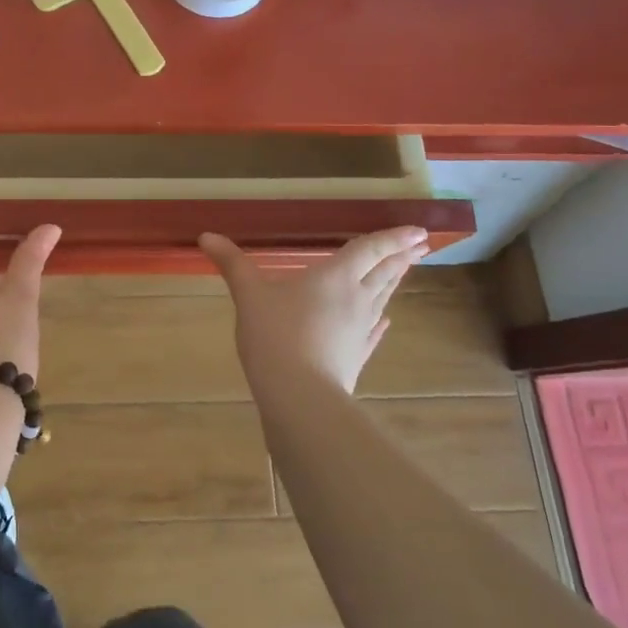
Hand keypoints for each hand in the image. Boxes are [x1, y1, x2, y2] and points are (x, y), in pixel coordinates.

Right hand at [199, 227, 429, 393]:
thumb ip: (231, 263)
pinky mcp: (357, 356)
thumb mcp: (248, 294)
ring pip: (383, 299)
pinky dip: (380, 320)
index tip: (418, 230)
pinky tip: (384, 320)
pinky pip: (374, 331)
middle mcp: (356, 299)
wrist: (299, 398)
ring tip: (404, 271)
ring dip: (395, 282)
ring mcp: (361, 330)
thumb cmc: (275, 336)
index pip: (369, 249)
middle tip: (420, 245)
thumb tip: (206, 235)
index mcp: (335, 276)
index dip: (392, 237)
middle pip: (384, 272)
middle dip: (402, 256)